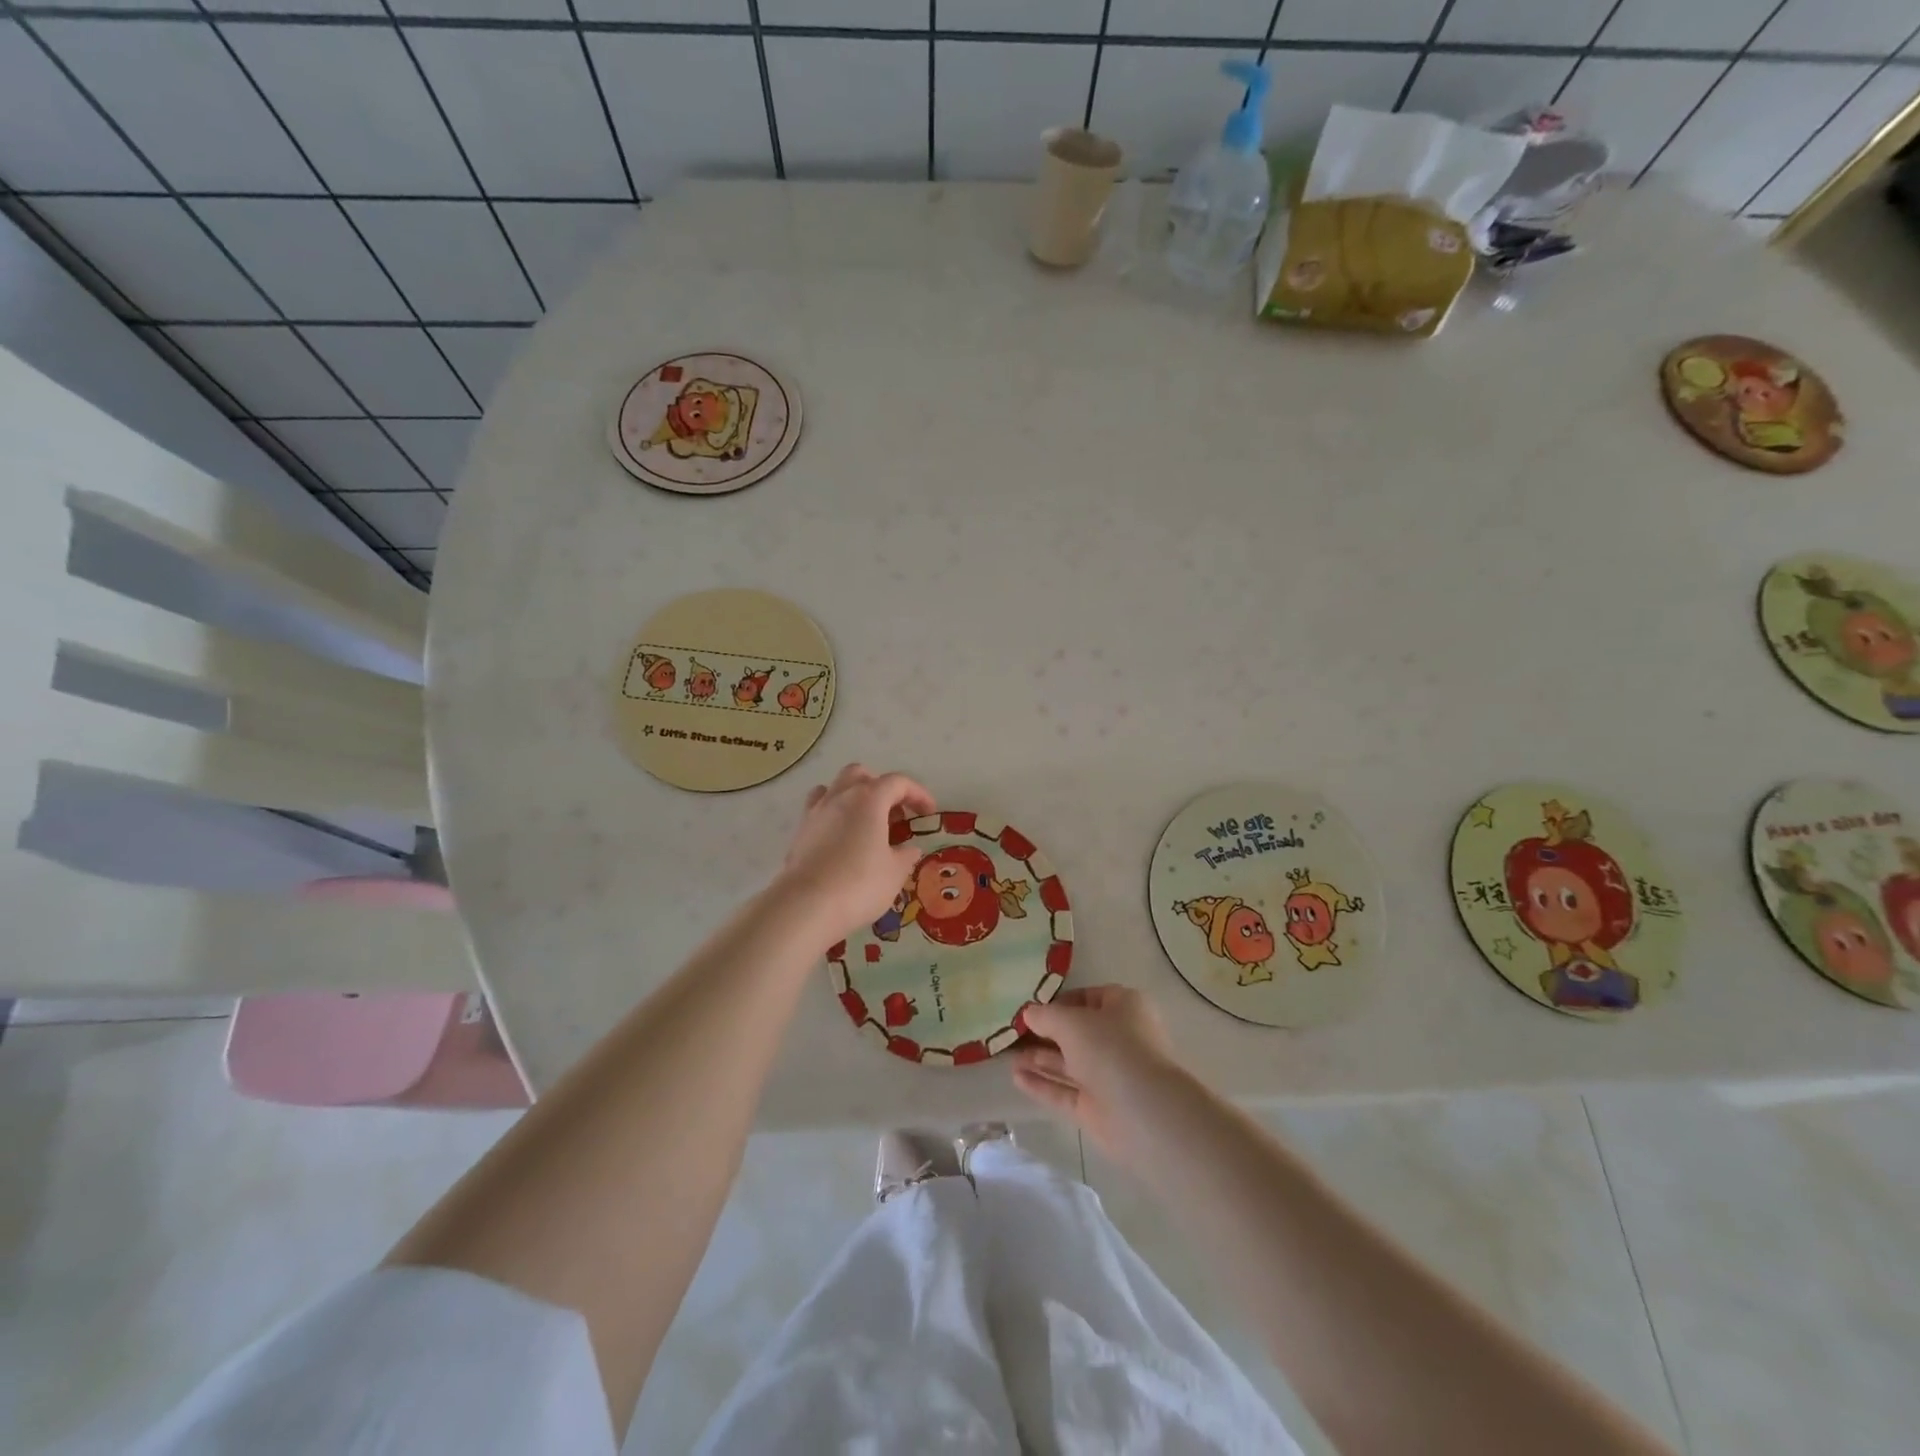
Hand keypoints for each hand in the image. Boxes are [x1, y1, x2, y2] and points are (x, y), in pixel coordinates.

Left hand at [779, 764, 935, 938]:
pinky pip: (818, 807)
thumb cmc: (859, 884)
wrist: (806, 906)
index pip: (898, 783)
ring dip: (854, 795)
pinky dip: (834, 812)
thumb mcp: (895, 872)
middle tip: (894, 814)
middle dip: (881, 787)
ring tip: (866, 821)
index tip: (929, 813)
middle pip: (862, 775)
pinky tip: (841, 834)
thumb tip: (909, 849)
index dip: (918, 794)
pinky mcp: (800, 830)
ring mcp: (816, 811)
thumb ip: (906, 855)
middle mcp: (840, 796)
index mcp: (869, 799)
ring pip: (836, 786)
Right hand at [1012, 985, 1187, 1166]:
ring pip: (1070, 1064)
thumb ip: (1046, 1016)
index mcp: (1124, 1008)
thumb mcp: (1071, 1022)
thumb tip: (1029, 1013)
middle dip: (1046, 1033)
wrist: (1144, 1113)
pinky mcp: (1099, 1108)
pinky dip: (1043, 1084)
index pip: (1090, 997)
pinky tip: (1016, 1078)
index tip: (1033, 1008)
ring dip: (1040, 1059)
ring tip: (1007, 1055)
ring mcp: (1110, 1076)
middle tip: (1013, 1033)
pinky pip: (1066, 1091)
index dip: (1061, 1001)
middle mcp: (1120, 1039)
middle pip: (1078, 1033)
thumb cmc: (1111, 1049)